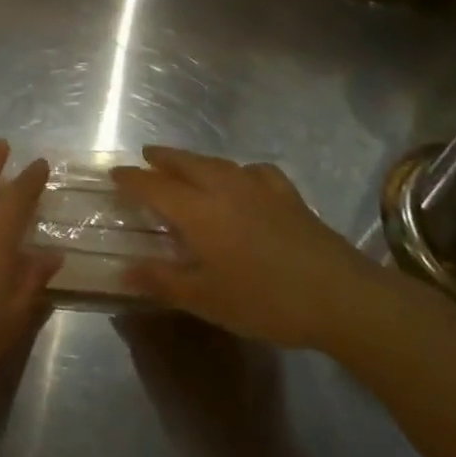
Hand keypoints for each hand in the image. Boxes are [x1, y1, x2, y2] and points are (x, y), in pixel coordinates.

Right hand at [110, 146, 397, 352]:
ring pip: (219, 163)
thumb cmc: (264, 300)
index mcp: (198, 211)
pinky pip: (255, 172)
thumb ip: (162, 281)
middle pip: (186, 163)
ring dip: (196, 160)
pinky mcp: (289, 197)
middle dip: (163, 158)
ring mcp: (260, 189)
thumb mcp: (206, 299)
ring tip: (187, 165)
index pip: (154, 186)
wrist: (341, 297)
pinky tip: (244, 180)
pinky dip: (239, 170)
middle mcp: (224, 189)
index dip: (132, 179)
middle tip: (147, 156)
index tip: (114, 173)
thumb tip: (124, 271)